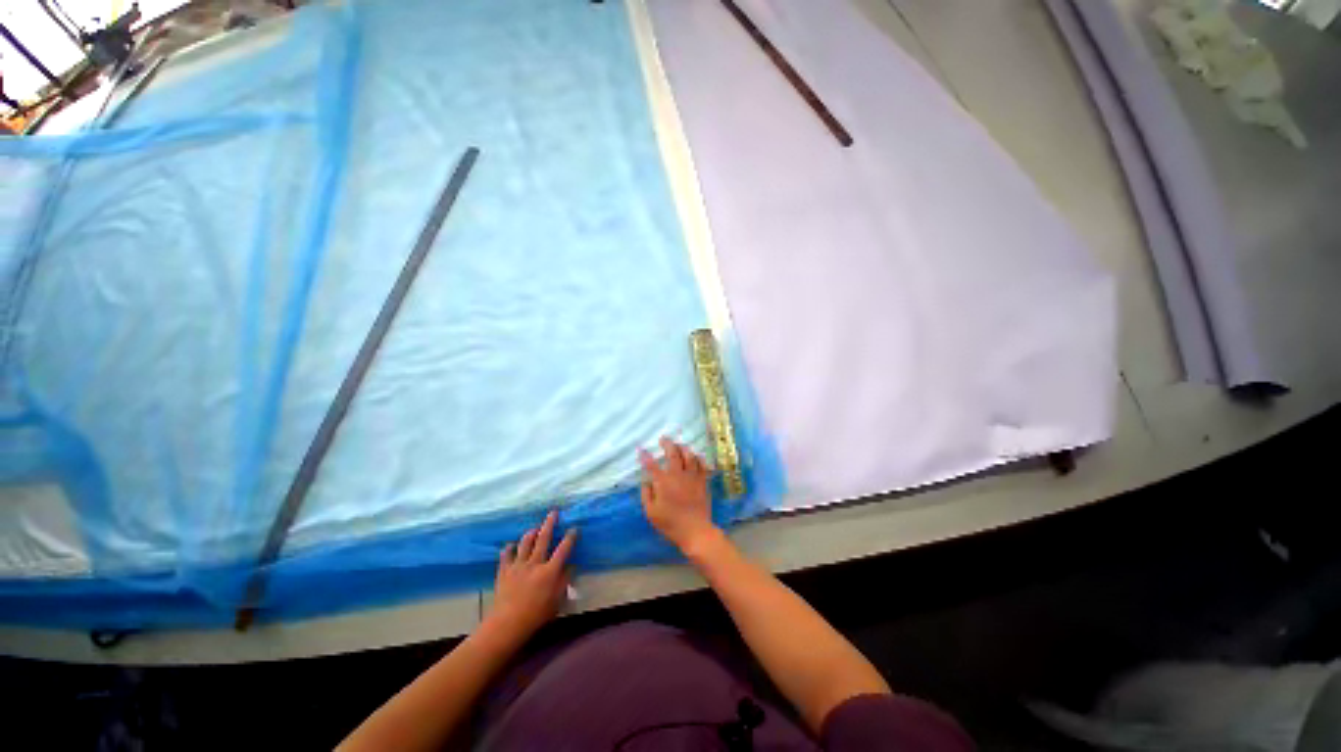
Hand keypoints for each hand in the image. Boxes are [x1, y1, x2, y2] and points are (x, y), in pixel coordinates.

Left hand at [484, 510, 575, 642]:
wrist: (507, 624)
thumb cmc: (536, 615)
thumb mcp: (557, 601)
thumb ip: (564, 581)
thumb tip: (571, 566)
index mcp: (550, 571)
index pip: (563, 549)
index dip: (570, 537)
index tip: (573, 528)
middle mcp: (535, 563)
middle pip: (543, 538)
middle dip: (549, 524)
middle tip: (553, 513)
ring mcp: (518, 566)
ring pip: (525, 543)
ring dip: (531, 533)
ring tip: (535, 528)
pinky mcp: (504, 571)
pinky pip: (506, 555)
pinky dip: (509, 549)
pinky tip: (511, 545)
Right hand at [639, 437, 720, 553]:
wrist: (695, 531)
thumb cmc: (670, 523)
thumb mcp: (651, 512)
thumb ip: (647, 494)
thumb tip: (646, 481)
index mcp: (663, 482)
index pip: (652, 465)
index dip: (645, 456)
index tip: (641, 450)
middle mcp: (678, 475)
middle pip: (673, 453)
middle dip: (667, 444)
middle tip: (663, 439)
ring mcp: (692, 477)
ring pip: (689, 455)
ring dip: (683, 448)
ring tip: (679, 445)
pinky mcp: (702, 481)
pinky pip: (702, 465)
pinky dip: (698, 458)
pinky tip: (696, 456)